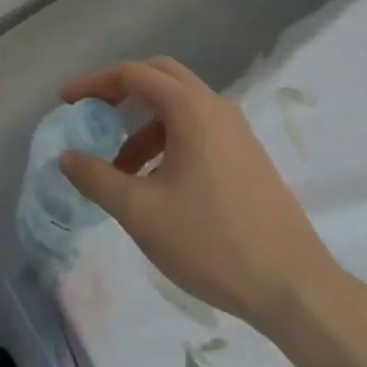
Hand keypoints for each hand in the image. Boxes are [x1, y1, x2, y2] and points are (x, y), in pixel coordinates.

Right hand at [58, 56, 341, 333]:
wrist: (299, 291)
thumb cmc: (214, 243)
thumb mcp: (142, 213)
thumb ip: (97, 179)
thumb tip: (67, 157)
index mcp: (190, 108)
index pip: (132, 74)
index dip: (94, 83)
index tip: (67, 102)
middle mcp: (215, 106)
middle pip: (160, 76)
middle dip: (122, 90)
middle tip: (96, 115)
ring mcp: (238, 131)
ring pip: (180, 105)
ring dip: (145, 122)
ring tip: (123, 167)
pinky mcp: (249, 156)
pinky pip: (199, 127)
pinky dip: (170, 138)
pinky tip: (161, 183)